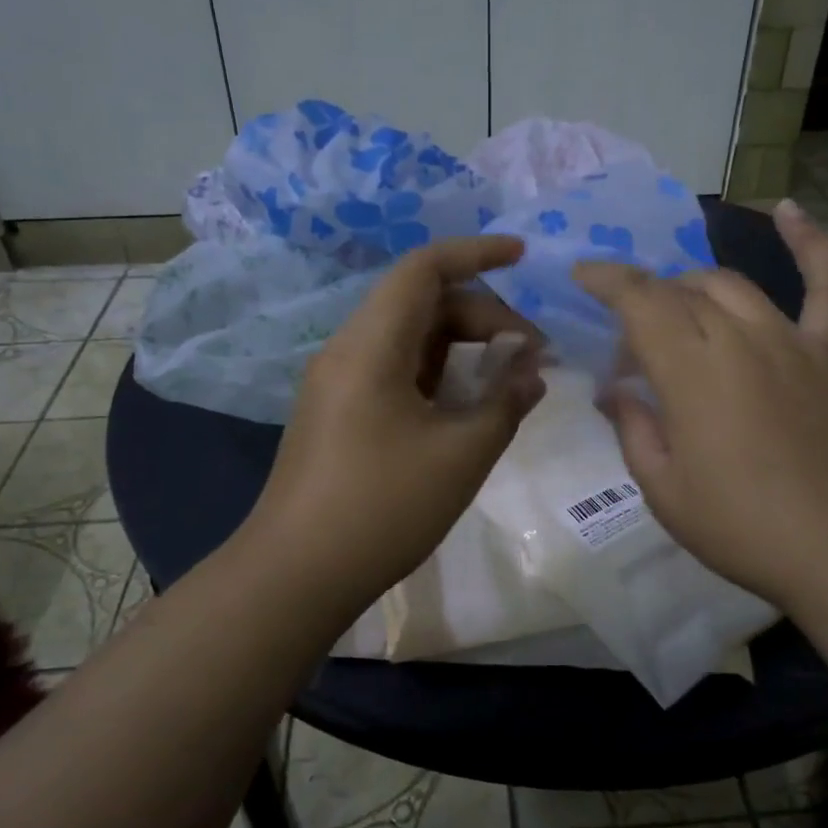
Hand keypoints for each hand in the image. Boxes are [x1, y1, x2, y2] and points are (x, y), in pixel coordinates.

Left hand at [245, 235, 545, 615]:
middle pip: (421, 303)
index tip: (524, 256)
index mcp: (371, 345)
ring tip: (509, 380)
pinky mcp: (339, 412)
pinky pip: (395, 370)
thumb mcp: (461, 455)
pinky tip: (469, 406)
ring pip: (409, 339)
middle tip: (532, 355)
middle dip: (483, 316)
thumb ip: (505, 402)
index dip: (476, 253)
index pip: (424, 269)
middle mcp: (349, 350)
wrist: (295, 574)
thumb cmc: (382, 509)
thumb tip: (532, 370)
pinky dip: (438, 374)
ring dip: (461, 347)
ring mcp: (339, 383)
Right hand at [574, 201, 827, 614]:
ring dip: (694, 288)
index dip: (605, 281)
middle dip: (644, 305)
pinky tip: (788, 210)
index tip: (581, 276)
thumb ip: (633, 428)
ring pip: (732, 286)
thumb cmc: (744, 528)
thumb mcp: (664, 490)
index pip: (639, 302)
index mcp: (691, 371)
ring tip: (678, 312)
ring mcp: (793, 341)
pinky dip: (810, 243)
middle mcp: (739, 338)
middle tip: (631, 351)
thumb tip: (614, 390)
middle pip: (681, 292)